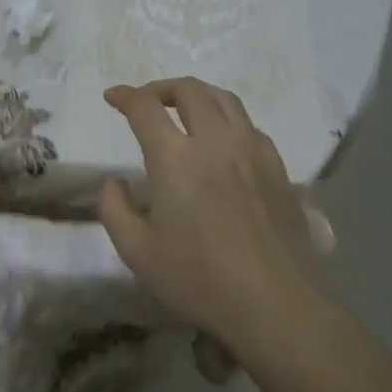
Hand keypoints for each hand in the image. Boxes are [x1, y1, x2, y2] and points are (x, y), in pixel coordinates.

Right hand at [99, 78, 326, 349]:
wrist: (275, 304)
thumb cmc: (199, 279)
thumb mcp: (137, 252)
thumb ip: (114, 209)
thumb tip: (115, 183)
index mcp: (176, 158)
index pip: (145, 107)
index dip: (125, 96)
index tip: (112, 97)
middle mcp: (216, 141)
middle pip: (190, 90)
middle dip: (161, 88)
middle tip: (147, 102)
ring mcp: (253, 151)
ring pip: (226, 100)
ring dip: (198, 96)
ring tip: (184, 111)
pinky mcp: (279, 169)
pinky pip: (250, 126)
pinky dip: (227, 121)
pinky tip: (222, 144)